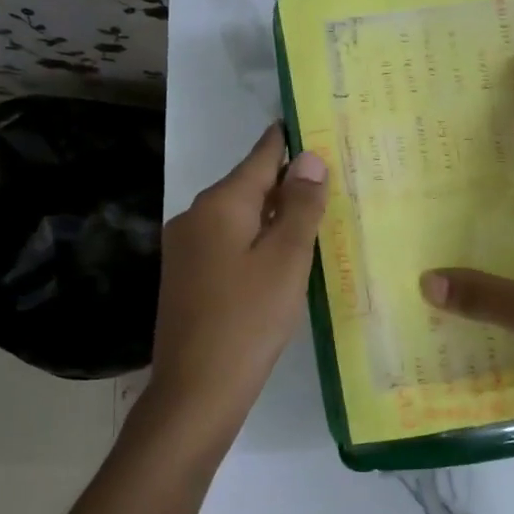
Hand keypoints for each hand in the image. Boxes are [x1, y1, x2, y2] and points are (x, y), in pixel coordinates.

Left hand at [144, 125, 328, 441]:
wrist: (195, 390)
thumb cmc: (249, 320)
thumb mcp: (286, 260)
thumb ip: (299, 206)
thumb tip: (308, 157)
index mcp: (219, 205)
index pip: (260, 157)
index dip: (286, 141)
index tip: (308, 122)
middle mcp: (195, 217)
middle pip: (247, 186)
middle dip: (285, 181)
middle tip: (328, 175)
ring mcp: (185, 249)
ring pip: (237, 217)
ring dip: (271, 214)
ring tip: (312, 213)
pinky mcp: (186, 277)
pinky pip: (227, 243)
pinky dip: (255, 240)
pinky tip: (278, 256)